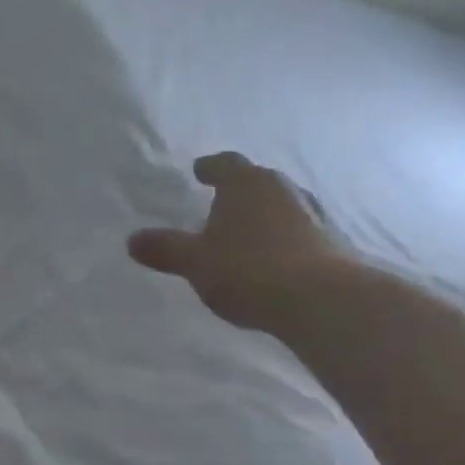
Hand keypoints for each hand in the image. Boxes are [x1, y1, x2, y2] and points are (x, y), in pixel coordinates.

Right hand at [128, 152, 350, 334]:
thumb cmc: (247, 269)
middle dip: (238, 192)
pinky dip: (281, 241)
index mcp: (246, 184)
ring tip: (244, 234)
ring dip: (262, 217)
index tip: (199, 171)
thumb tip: (133, 239)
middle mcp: (283, 190)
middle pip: (257, 182)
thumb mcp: (195, 262)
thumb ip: (165, 249)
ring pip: (280, 207)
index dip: (210, 168)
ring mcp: (313, 215)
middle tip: (219, 203)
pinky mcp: (332, 244)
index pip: (225, 164)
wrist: (321, 300)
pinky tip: (271, 261)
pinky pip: (297, 234)